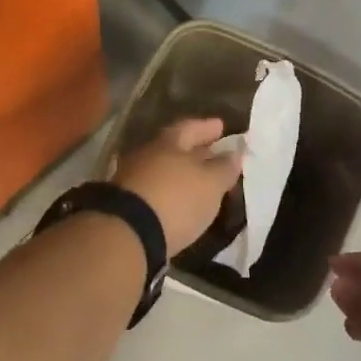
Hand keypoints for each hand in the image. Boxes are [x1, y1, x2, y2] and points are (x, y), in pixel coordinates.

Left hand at [113, 117, 245, 255]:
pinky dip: (170, 192)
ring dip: (181, 173)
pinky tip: (180, 201)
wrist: (128, 234)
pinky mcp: (126, 205)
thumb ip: (224, 167)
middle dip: (194, 150)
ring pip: (163, 170)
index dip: (206, 127)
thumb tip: (234, 153)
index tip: (221, 126)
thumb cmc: (176, 199)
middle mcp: (146, 155)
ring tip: (200, 181)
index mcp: (167, 142)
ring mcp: (132, 179)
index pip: (189, 127)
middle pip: (173, 148)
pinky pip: (154, 190)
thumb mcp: (210, 183)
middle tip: (213, 154)